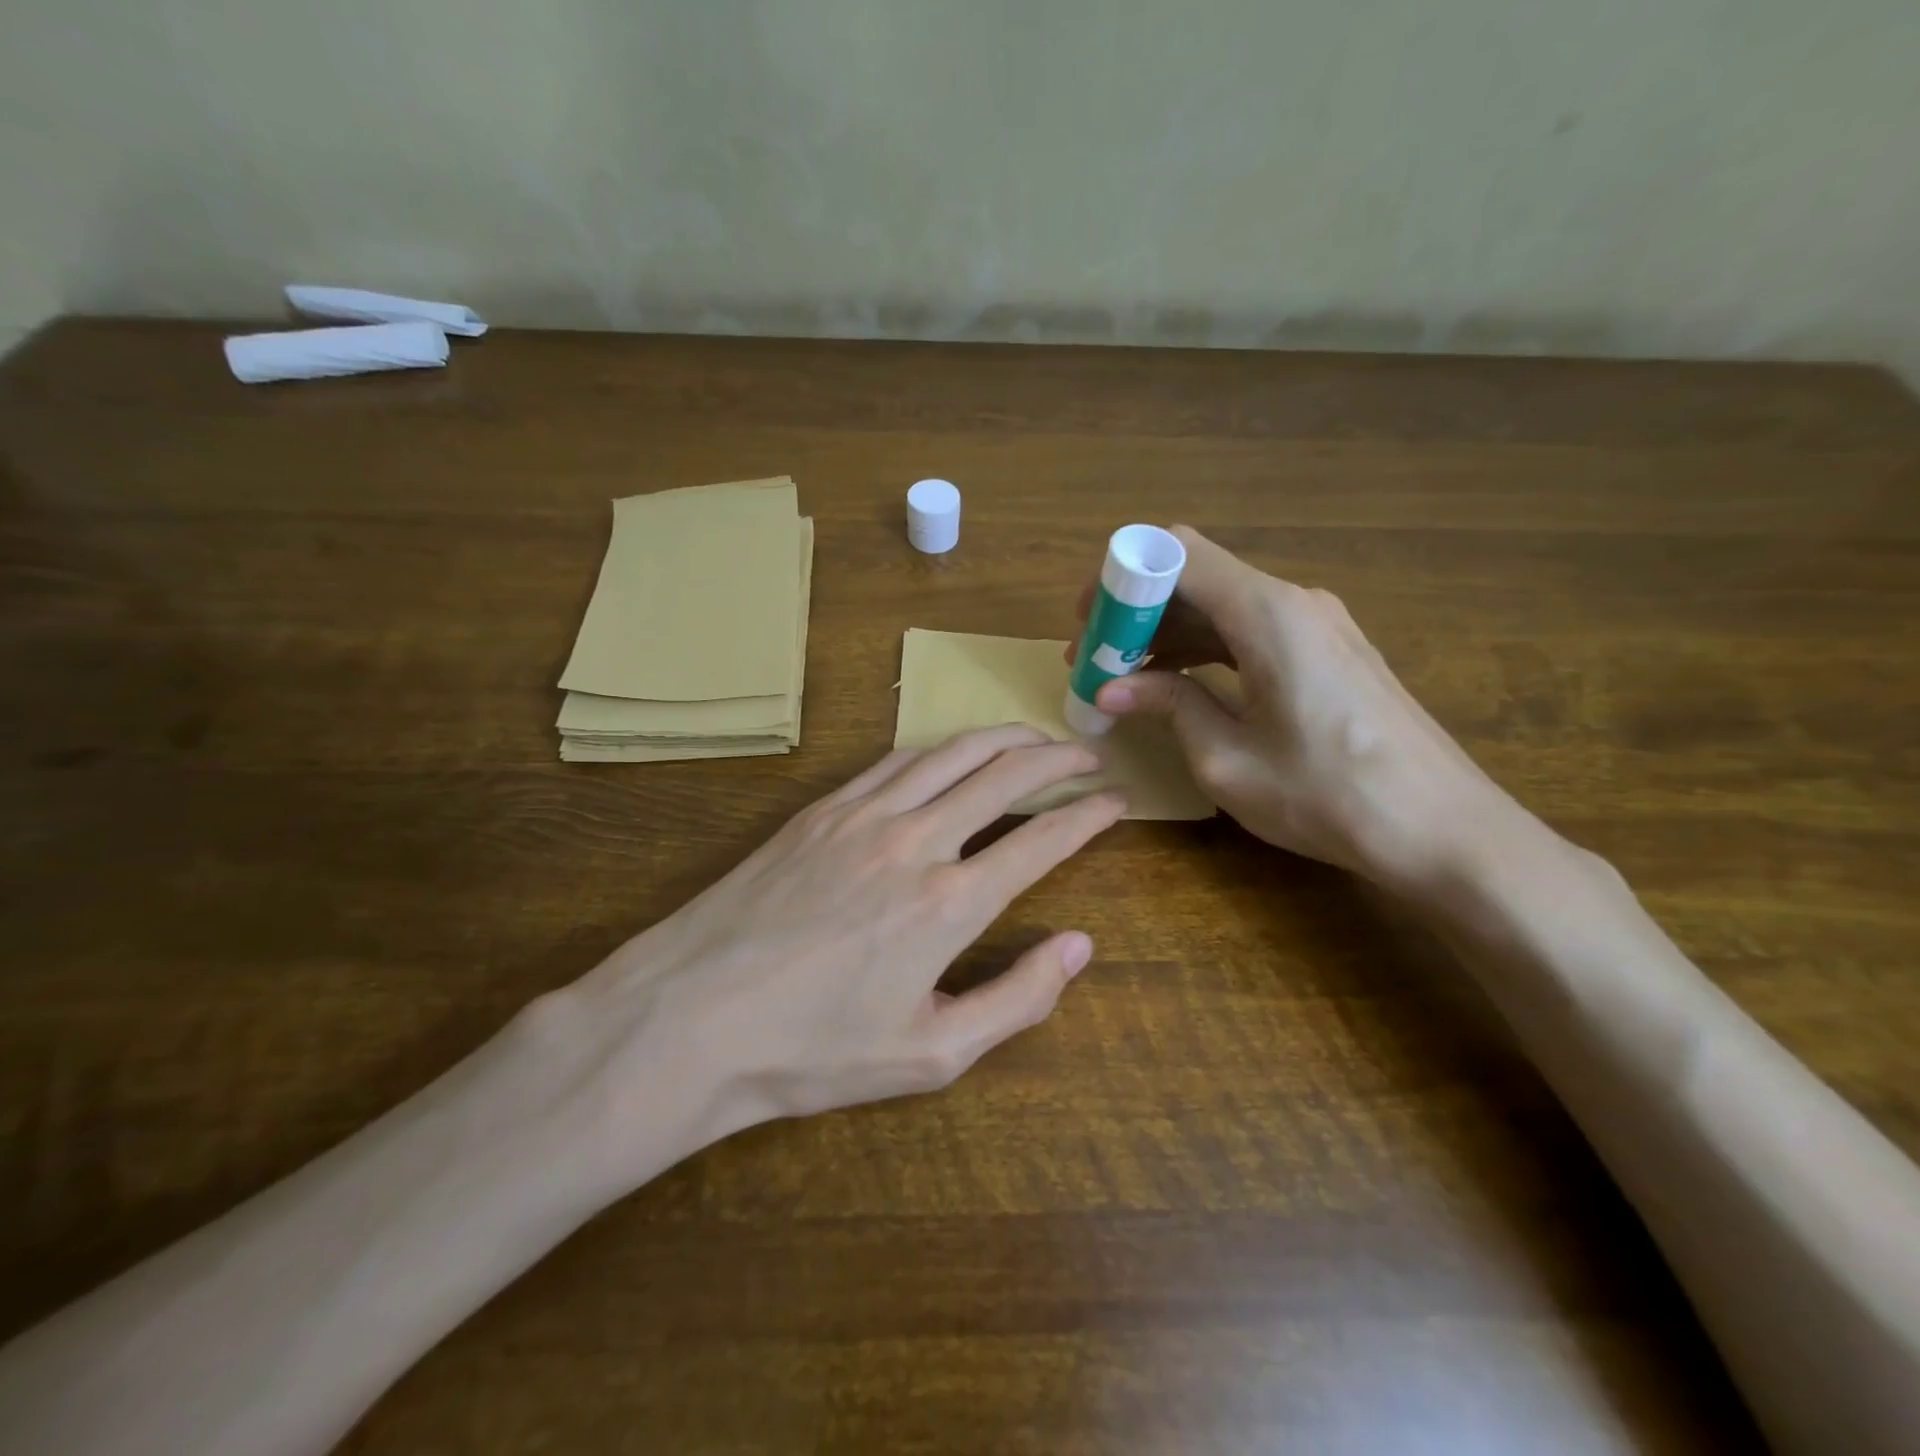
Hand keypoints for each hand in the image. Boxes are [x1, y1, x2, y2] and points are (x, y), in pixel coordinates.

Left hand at [553, 725, 1123, 1189]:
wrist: (690, 1017)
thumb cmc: (812, 1050)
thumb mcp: (930, 1054)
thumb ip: (1017, 998)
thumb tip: (1080, 946)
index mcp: (950, 904)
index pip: (1041, 840)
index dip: (1089, 814)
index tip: (1117, 800)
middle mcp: (915, 842)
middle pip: (1004, 775)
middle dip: (1056, 757)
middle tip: (1087, 754)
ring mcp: (863, 816)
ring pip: (951, 753)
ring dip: (1002, 739)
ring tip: (1034, 738)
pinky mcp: (821, 809)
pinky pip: (895, 760)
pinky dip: (940, 748)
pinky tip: (952, 752)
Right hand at [1071, 526, 1521, 885]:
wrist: (1444, 830)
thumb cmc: (1328, 796)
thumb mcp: (1227, 759)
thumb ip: (1169, 707)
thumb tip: (1112, 689)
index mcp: (1267, 614)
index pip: (1176, 554)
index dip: (1122, 579)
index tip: (1087, 623)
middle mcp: (1294, 602)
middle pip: (1198, 577)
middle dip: (1138, 612)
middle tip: (1095, 660)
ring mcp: (1319, 625)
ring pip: (1224, 606)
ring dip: (1169, 634)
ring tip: (1124, 679)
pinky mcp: (1330, 652)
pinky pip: (1252, 631)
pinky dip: (1207, 649)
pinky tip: (1180, 685)